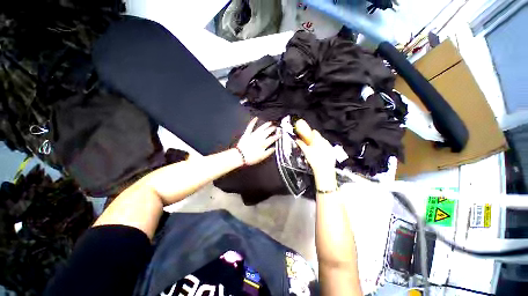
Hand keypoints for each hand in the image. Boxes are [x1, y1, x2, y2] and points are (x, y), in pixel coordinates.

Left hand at [236, 118, 279, 165]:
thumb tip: (274, 148)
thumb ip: (269, 152)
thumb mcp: (262, 157)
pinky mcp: (247, 134)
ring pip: (261, 128)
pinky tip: (255, 118)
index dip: (277, 136)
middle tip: (275, 127)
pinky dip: (253, 122)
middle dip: (272, 129)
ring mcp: (253, 135)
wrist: (240, 156)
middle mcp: (259, 138)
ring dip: (266, 125)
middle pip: (267, 132)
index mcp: (263, 144)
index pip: (272, 139)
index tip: (280, 134)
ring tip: (269, 122)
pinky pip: (250, 127)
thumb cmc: (251, 158)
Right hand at [294, 119, 336, 189]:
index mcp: (318, 139)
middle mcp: (325, 141)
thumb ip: (301, 144)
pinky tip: (320, 154)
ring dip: (319, 144)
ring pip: (323, 142)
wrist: (324, 169)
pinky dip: (323, 149)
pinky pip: (327, 148)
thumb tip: (297, 140)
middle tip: (309, 145)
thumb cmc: (314, 160)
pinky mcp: (332, 152)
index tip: (307, 136)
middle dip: (314, 140)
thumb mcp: (305, 151)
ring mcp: (329, 146)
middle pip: (319, 137)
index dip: (310, 133)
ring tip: (314, 150)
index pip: (314, 132)